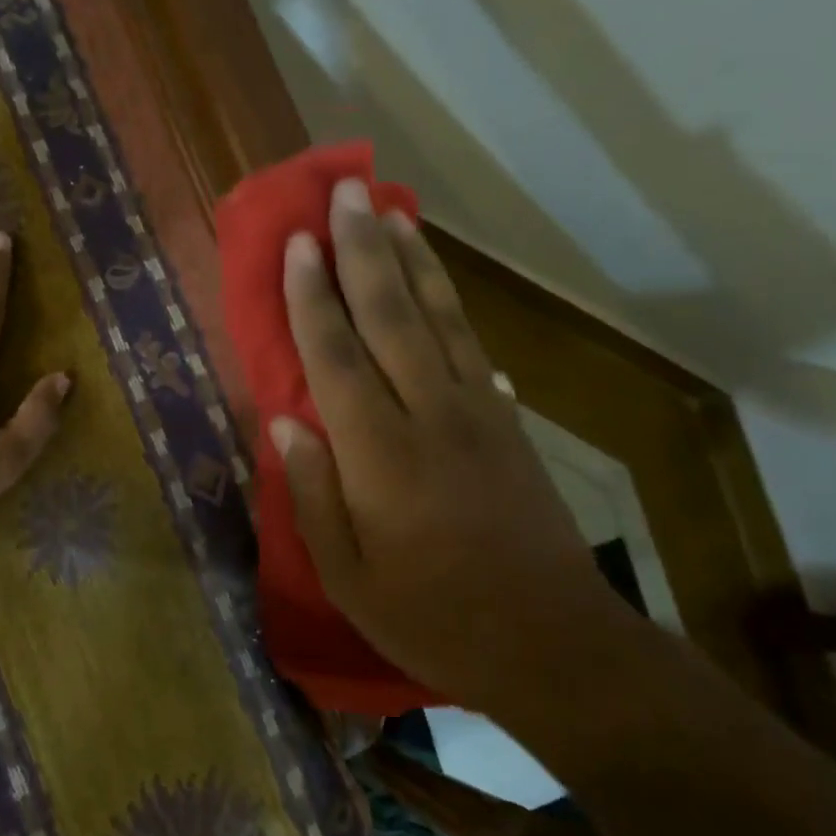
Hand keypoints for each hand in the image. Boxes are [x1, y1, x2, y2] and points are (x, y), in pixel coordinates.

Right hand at [270, 178, 618, 711]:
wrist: (551, 642)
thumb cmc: (432, 617)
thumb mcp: (348, 577)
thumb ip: (312, 494)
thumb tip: (284, 419)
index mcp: (378, 455)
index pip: (335, 356)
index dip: (313, 295)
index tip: (298, 243)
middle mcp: (428, 414)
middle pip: (391, 314)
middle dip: (363, 249)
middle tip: (346, 193)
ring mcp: (476, 410)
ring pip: (438, 316)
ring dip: (411, 257)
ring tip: (391, 209)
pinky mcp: (507, 419)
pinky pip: (472, 342)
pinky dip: (450, 298)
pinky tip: (437, 272)